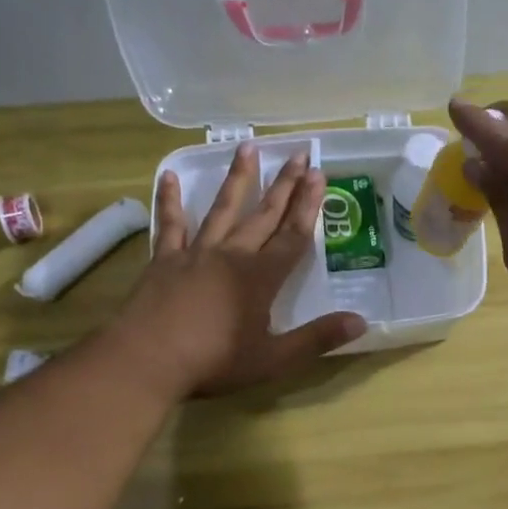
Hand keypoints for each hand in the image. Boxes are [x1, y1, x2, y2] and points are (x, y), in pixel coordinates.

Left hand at [121, 146, 365, 395]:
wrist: (147, 360)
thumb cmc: (214, 362)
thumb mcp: (273, 359)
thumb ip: (317, 339)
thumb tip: (361, 322)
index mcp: (260, 278)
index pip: (292, 236)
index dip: (308, 206)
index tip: (318, 174)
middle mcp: (231, 256)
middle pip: (263, 215)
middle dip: (284, 185)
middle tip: (299, 153)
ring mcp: (195, 254)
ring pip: (221, 209)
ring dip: (237, 179)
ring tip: (248, 146)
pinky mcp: (164, 261)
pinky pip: (170, 225)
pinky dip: (170, 200)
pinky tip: (168, 176)